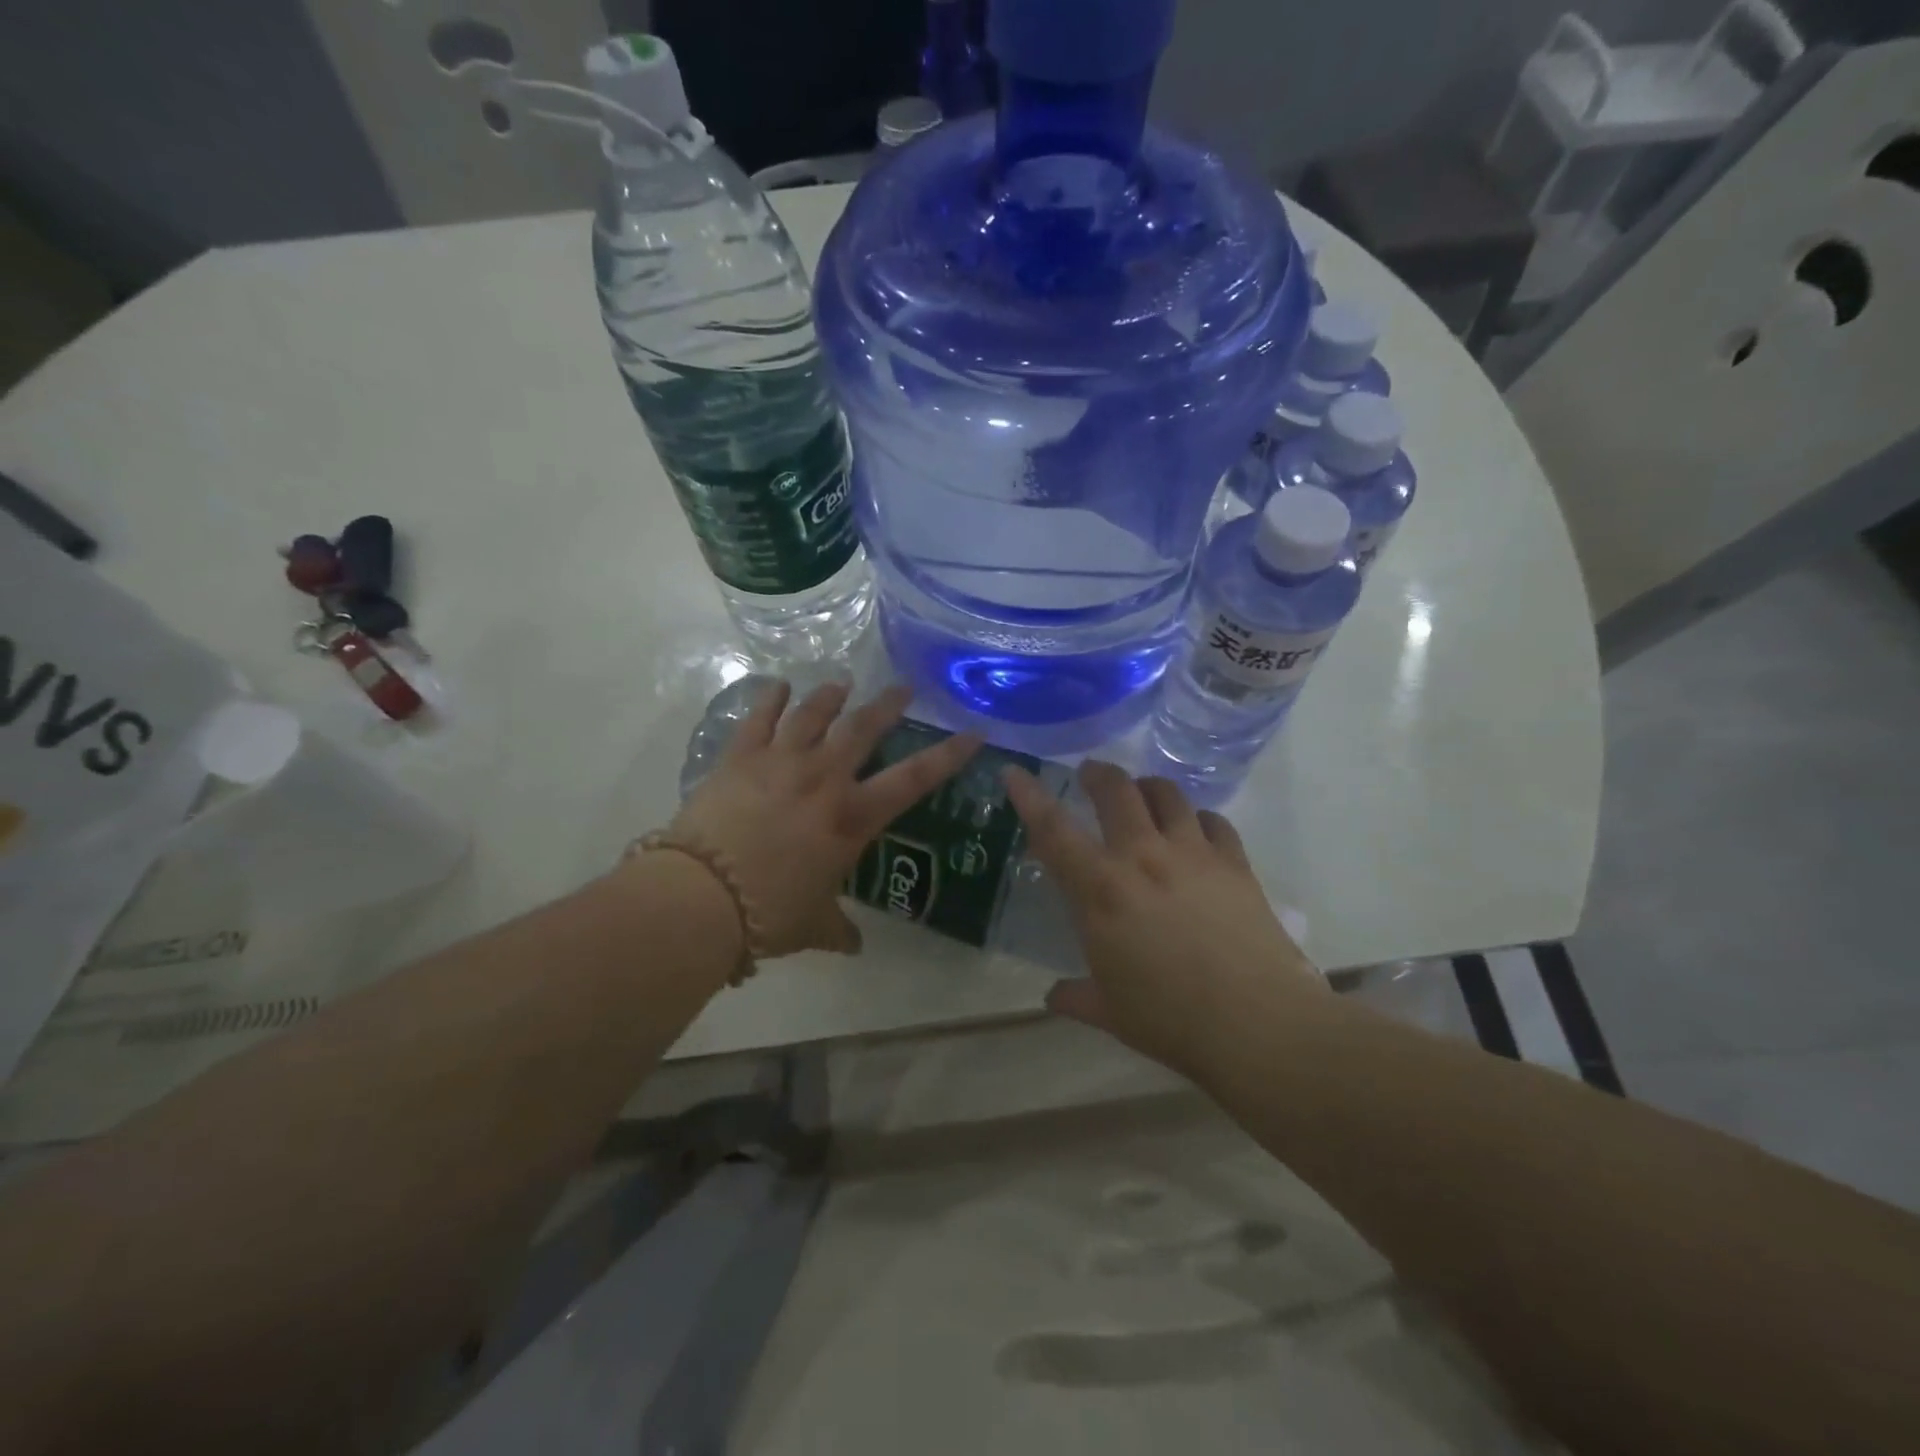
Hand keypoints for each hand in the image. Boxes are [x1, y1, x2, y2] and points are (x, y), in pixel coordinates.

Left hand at [658, 680, 980, 957]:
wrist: (702, 895)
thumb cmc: (770, 912)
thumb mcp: (813, 925)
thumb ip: (838, 930)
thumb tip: (853, 946)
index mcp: (852, 817)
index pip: (914, 779)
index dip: (948, 754)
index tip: (972, 732)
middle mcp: (823, 778)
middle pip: (863, 727)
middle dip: (887, 704)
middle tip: (902, 687)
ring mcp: (780, 761)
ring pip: (813, 713)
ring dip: (832, 695)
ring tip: (842, 683)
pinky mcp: (739, 757)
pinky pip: (759, 718)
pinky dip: (771, 698)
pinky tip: (779, 685)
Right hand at [1001, 760, 1324, 1074]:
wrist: (1257, 1024)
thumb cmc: (1170, 1020)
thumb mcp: (1111, 1012)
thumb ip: (1076, 996)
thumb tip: (1053, 996)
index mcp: (1101, 890)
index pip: (1053, 830)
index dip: (1029, 797)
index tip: (1016, 772)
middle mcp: (1143, 857)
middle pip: (1116, 790)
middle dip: (1097, 774)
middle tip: (1090, 775)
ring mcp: (1193, 854)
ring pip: (1166, 794)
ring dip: (1147, 787)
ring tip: (1141, 795)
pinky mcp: (1234, 863)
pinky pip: (1213, 821)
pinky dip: (1197, 818)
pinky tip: (1196, 830)